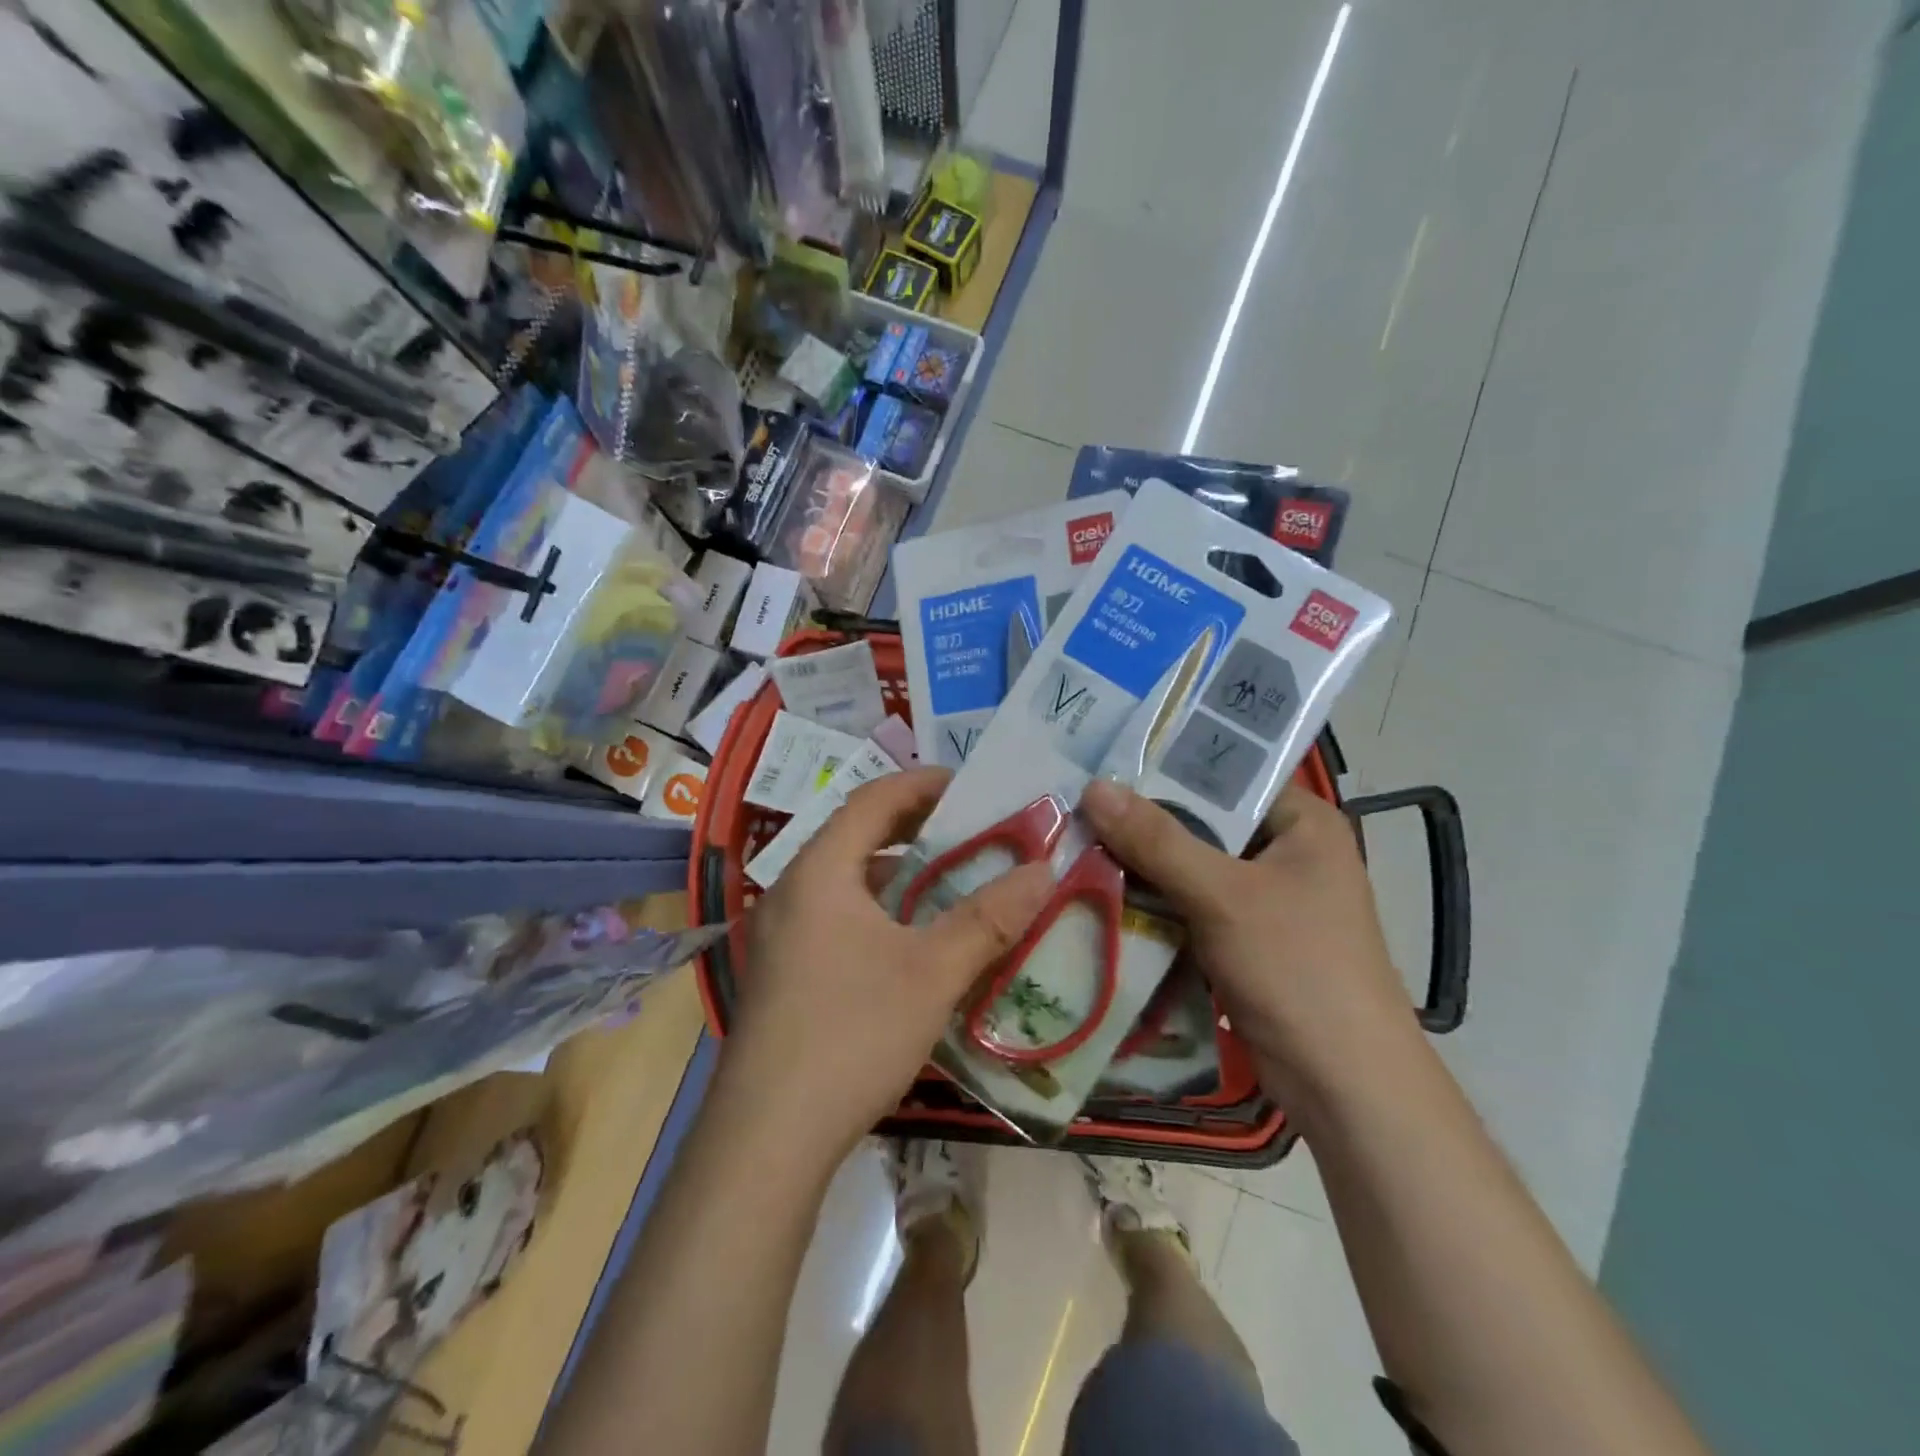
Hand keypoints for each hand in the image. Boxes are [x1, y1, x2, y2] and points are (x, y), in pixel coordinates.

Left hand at [724, 768, 1053, 1164]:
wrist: (767, 1138)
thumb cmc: (852, 1034)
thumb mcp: (932, 972)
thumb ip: (989, 918)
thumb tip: (1043, 870)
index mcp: (820, 871)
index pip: (873, 800)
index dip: (923, 784)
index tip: (971, 787)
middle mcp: (792, 891)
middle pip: (857, 836)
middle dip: (914, 828)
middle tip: (969, 832)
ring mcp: (781, 935)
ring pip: (847, 882)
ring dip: (897, 875)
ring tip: (948, 883)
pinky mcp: (783, 974)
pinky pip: (837, 917)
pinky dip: (879, 912)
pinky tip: (911, 944)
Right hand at [1079, 778, 1417, 1110]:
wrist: (1342, 1084)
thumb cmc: (1297, 969)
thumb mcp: (1223, 895)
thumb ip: (1157, 840)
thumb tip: (1093, 787)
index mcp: (1302, 822)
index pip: (1226, 773)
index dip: (1165, 764)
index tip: (1103, 759)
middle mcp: (1285, 850)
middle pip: (1201, 820)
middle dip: (1143, 819)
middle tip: (1077, 801)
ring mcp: (1264, 897)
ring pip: (1189, 864)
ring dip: (1142, 863)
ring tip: (1076, 839)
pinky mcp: (1243, 937)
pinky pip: (1188, 903)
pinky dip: (1153, 901)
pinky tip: (1101, 890)